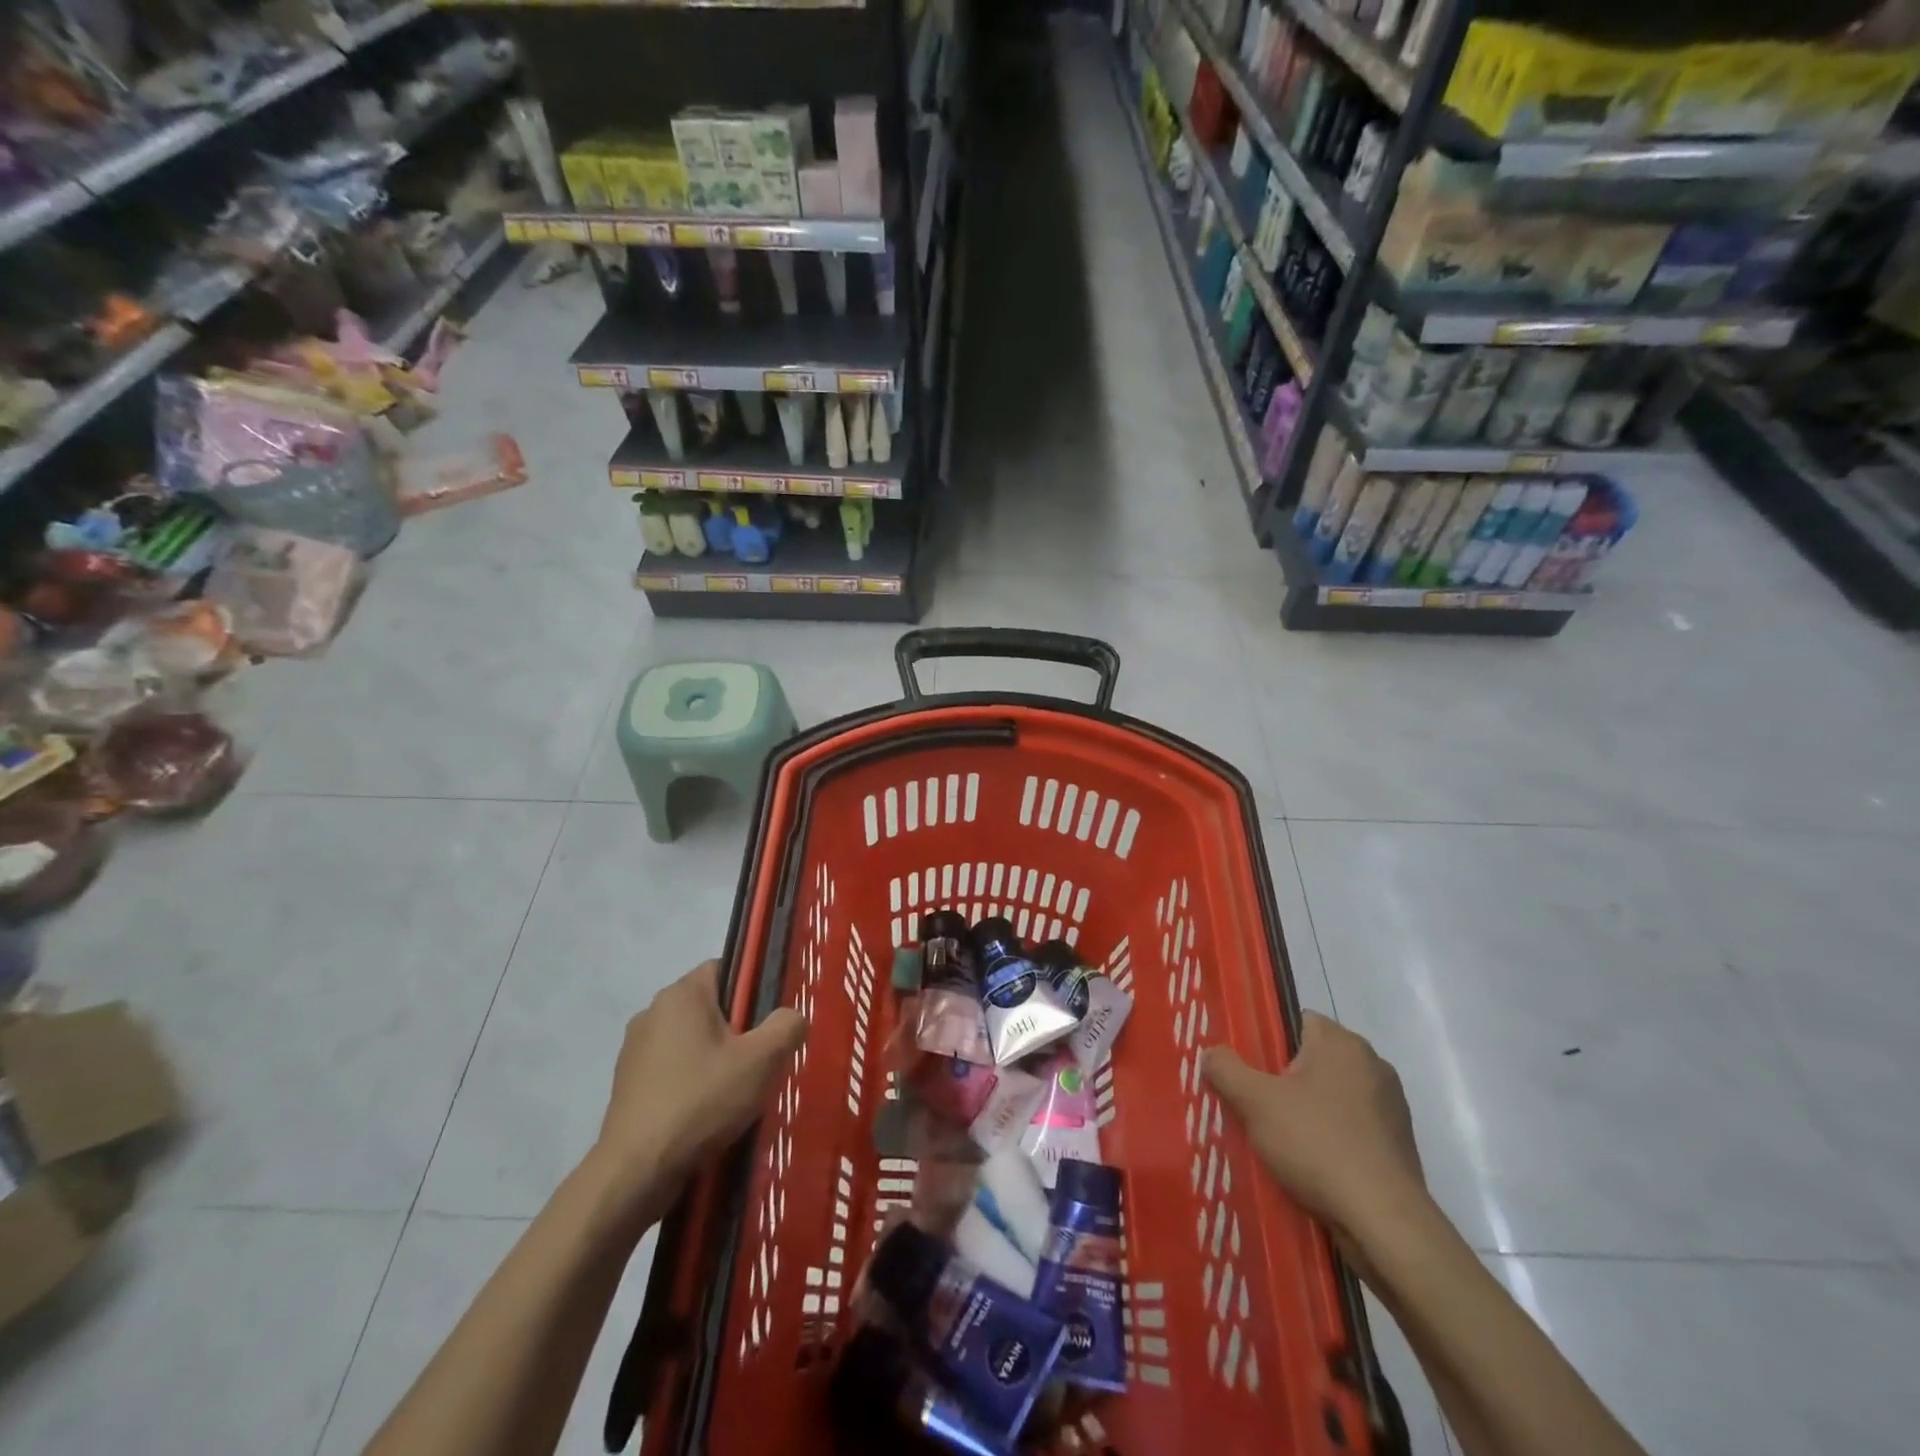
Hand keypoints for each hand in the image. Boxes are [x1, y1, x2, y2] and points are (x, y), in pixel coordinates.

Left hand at [587, 960, 806, 1219]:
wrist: (635, 1172)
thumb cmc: (701, 1101)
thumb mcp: (762, 1061)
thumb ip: (787, 1026)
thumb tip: (791, 1016)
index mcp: (682, 994)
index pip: (726, 969)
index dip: (753, 991)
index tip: (768, 1024)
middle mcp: (653, 1011)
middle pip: (710, 1006)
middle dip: (736, 1029)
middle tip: (759, 1062)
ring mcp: (634, 1049)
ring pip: (690, 1040)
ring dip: (713, 1058)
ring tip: (734, 1093)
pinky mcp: (626, 1083)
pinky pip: (671, 1068)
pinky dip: (690, 1082)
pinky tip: (705, 1113)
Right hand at [1204, 1012, 1426, 1247]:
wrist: (1384, 1221)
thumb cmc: (1317, 1144)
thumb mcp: (1255, 1102)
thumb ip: (1226, 1069)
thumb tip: (1211, 1053)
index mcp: (1342, 1042)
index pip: (1298, 1021)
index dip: (1270, 1042)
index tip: (1250, 1070)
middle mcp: (1372, 1064)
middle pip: (1315, 1059)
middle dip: (1287, 1080)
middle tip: (1257, 1106)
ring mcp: (1391, 1105)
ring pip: (1334, 1095)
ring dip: (1310, 1111)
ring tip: (1281, 1140)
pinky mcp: (1399, 1143)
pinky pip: (1353, 1127)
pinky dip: (1333, 1138)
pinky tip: (1313, 1165)